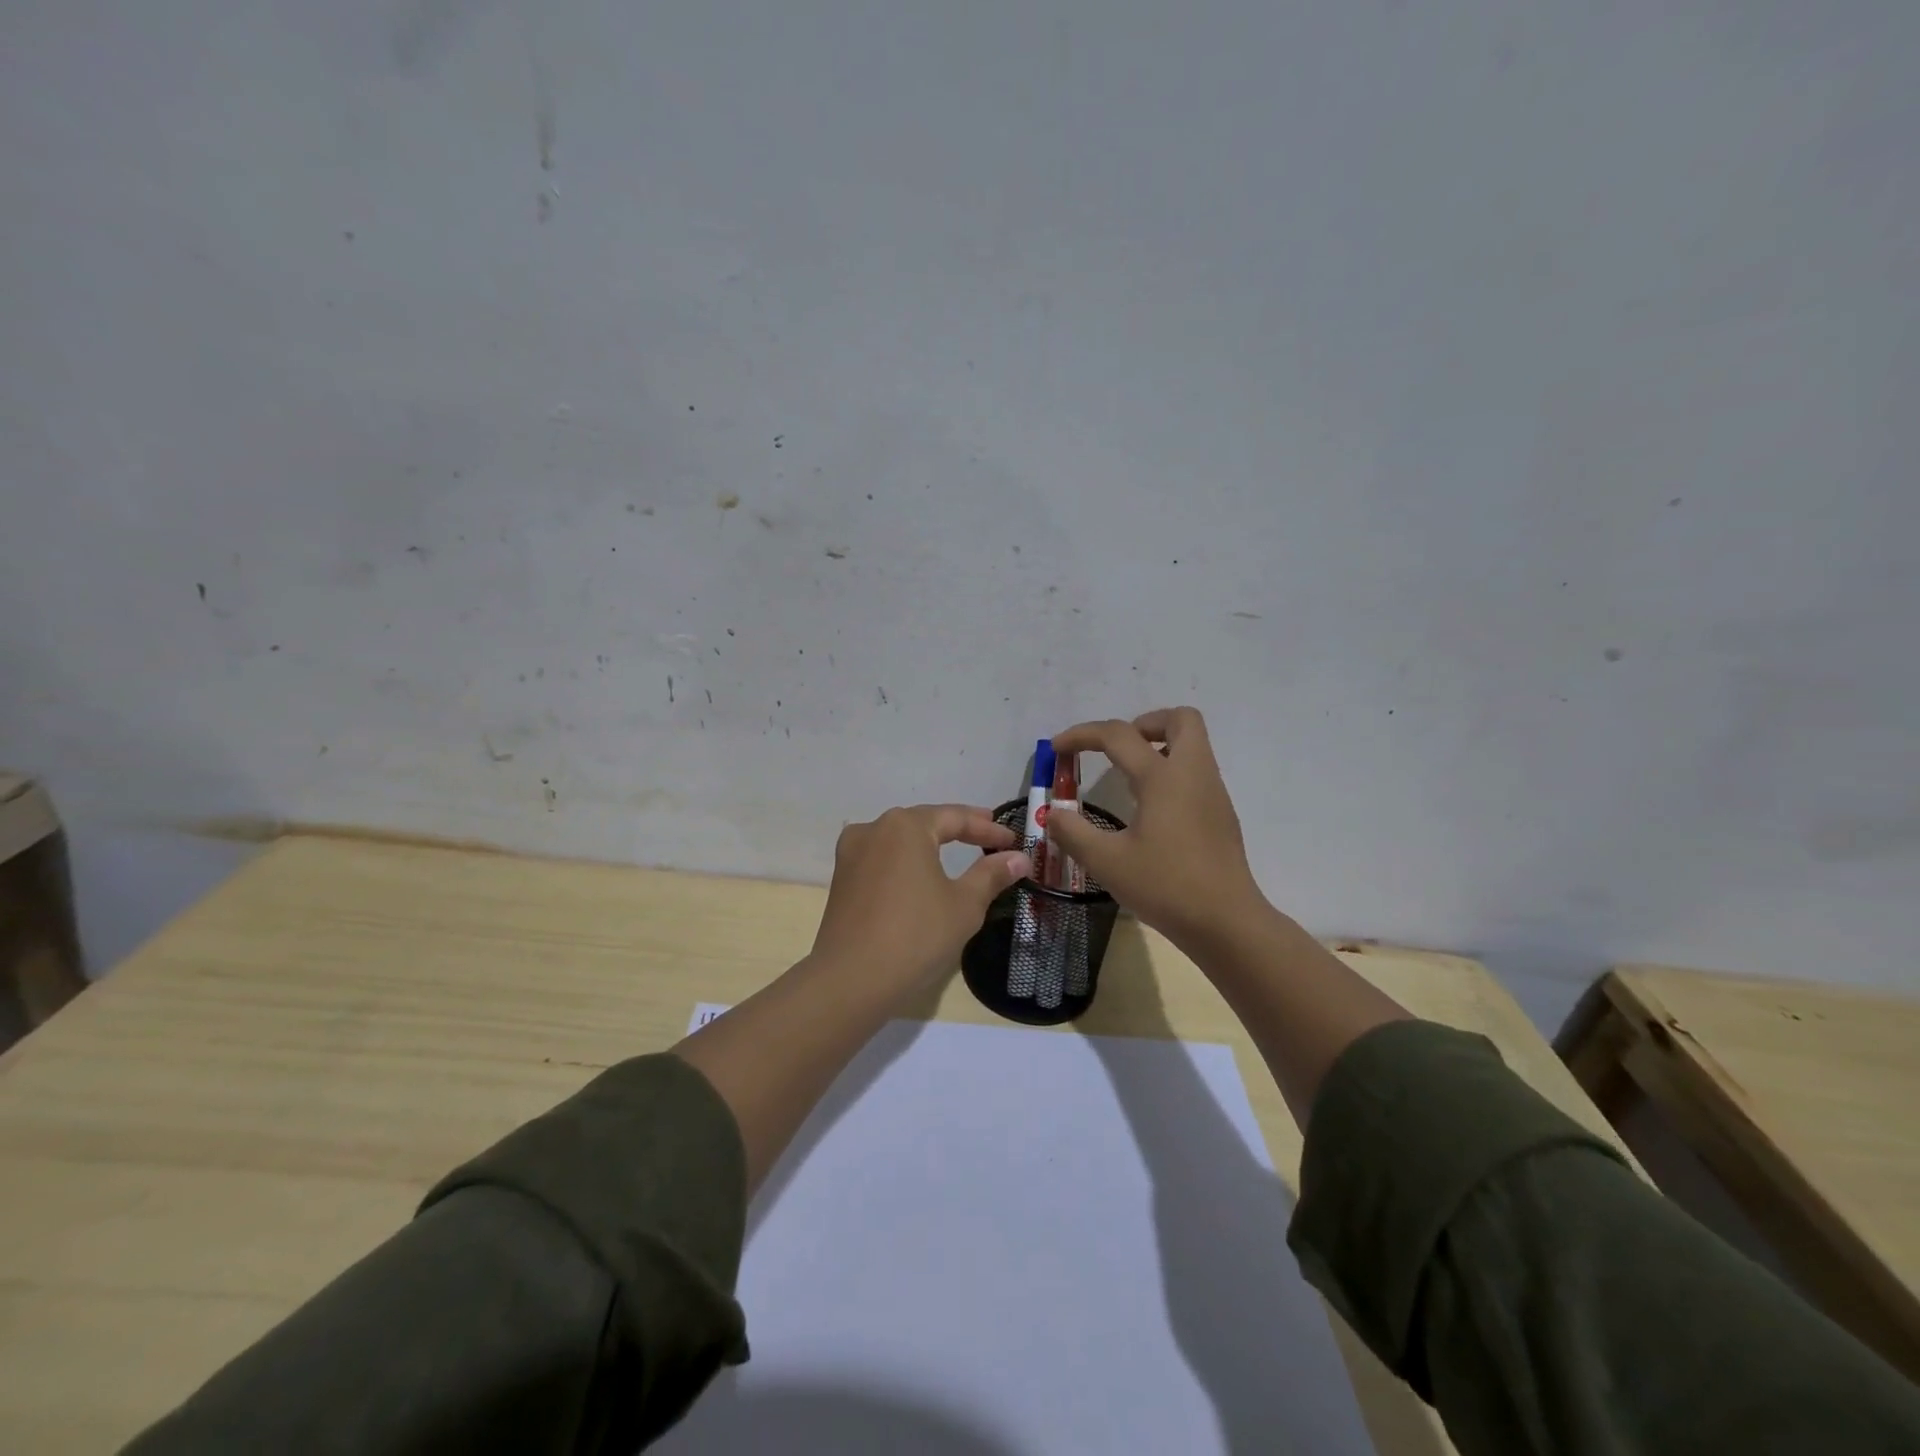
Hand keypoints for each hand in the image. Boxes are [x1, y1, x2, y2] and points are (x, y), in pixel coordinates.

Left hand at [811, 804, 1032, 995]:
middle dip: (958, 829)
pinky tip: (919, 873)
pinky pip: (883, 859)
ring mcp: (851, 853)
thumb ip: (991, 875)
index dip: (988, 829)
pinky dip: (906, 861)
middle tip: (988, 837)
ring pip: (900, 840)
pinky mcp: (841, 879)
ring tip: (956, 850)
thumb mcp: (964, 905)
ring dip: (929, 843)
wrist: (850, 981)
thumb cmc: (915, 936)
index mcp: (905, 826)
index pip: (955, 818)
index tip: (1013, 840)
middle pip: (924, 822)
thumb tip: (1019, 858)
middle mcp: (874, 829)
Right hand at [1046, 708, 1270, 953]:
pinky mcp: (1220, 814)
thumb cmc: (1166, 887)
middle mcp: (1193, 774)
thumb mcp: (1107, 862)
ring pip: (1193, 745)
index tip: (1057, 749)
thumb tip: (1052, 813)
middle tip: (1115, 749)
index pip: (1119, 735)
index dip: (1082, 735)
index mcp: (1163, 777)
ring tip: (1126, 778)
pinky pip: (1196, 772)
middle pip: (1180, 719)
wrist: (1226, 923)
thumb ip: (1072, 832)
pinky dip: (1170, 772)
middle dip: (1143, 723)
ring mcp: (1213, 793)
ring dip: (1159, 746)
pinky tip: (1149, 809)